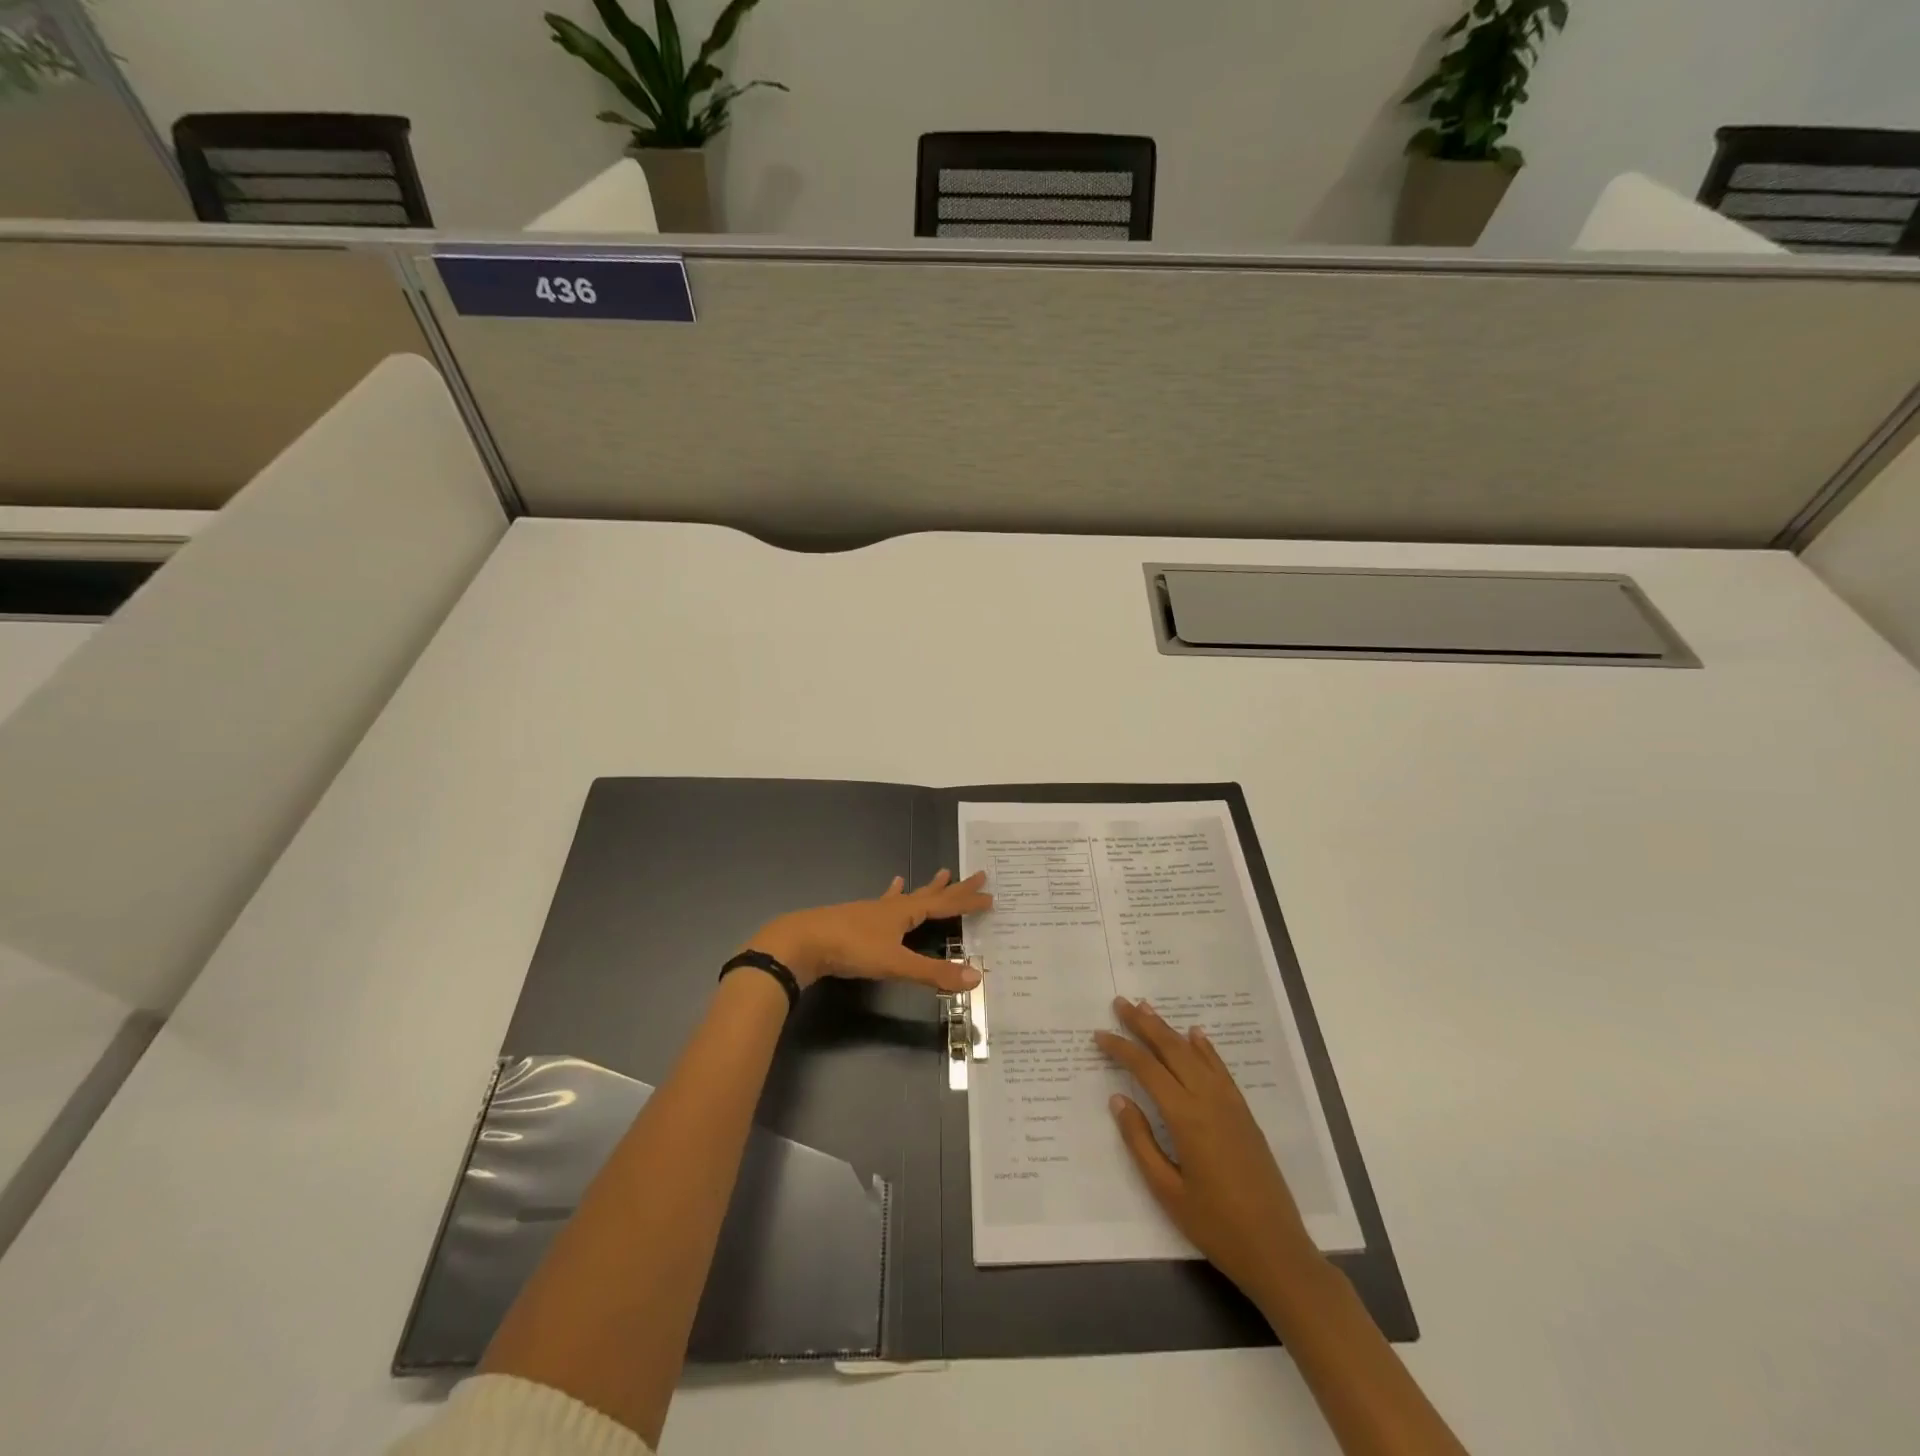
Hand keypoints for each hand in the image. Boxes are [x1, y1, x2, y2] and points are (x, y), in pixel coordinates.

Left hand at [745, 870, 991, 993]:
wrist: (802, 942)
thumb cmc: (851, 949)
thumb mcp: (895, 964)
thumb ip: (933, 973)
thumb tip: (976, 978)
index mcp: (905, 913)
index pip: (945, 905)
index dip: (968, 902)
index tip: (990, 895)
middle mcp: (893, 907)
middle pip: (931, 894)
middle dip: (955, 888)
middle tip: (976, 873)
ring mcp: (873, 911)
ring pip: (908, 896)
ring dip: (927, 888)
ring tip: (940, 873)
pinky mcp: (857, 919)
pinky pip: (884, 902)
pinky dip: (893, 894)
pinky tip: (892, 887)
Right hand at [1095, 997, 1319, 1302]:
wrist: (1277, 1250)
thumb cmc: (1216, 1225)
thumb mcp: (1167, 1191)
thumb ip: (1140, 1141)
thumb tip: (1118, 1099)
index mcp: (1186, 1117)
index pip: (1146, 1069)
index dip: (1121, 1049)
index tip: (1099, 1035)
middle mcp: (1208, 1100)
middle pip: (1171, 1050)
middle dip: (1144, 1024)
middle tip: (1121, 1003)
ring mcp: (1230, 1104)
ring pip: (1195, 1054)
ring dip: (1169, 1029)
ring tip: (1148, 1008)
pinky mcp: (1244, 1114)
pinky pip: (1220, 1069)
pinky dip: (1205, 1048)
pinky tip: (1195, 1035)